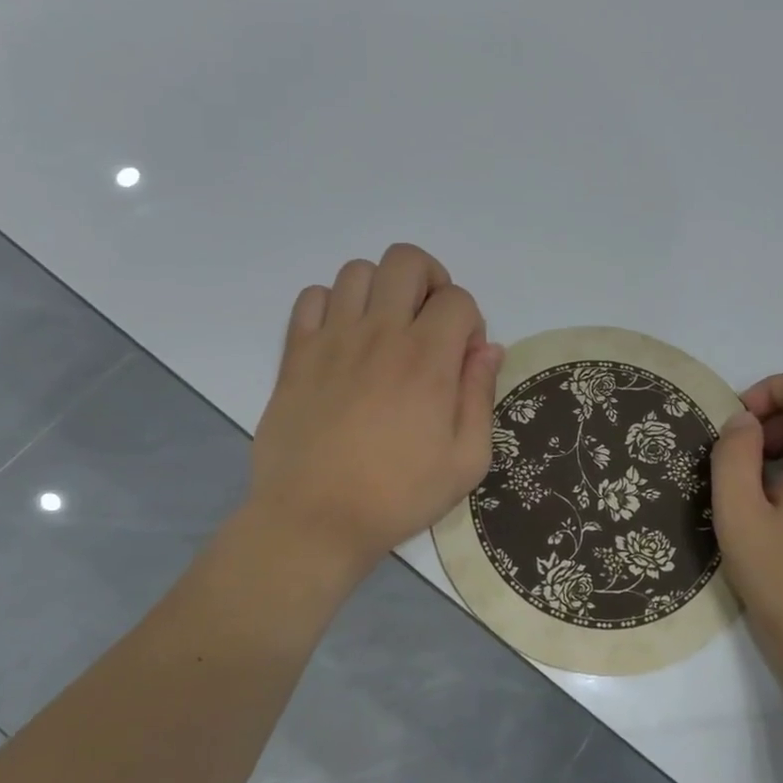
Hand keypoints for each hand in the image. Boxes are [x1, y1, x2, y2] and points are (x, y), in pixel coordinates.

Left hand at [251, 244, 503, 569]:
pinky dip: (331, 304)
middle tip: (428, 323)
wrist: (314, 521)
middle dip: (429, 281)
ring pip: (357, 271)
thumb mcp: (466, 460)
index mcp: (426, 359)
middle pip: (406, 261)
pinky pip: (310, 298)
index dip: (469, 321)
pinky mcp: (295, 355)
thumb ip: (480, 395)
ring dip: (381, 290)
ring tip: (385, 329)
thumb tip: (487, 348)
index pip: (457, 298)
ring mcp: (331, 340)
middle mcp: (380, 335)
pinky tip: (342, 339)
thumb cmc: (397, 496)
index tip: (461, 359)